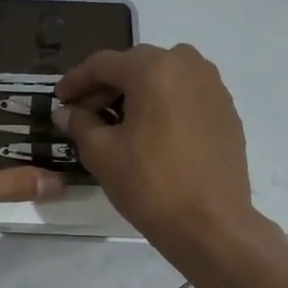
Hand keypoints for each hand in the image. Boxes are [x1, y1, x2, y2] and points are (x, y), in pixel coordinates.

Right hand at [54, 44, 256, 255]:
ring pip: (167, 75)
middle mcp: (188, 66)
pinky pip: (188, 95)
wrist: (210, 223)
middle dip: (108, 85)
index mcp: (154, 69)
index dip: (76, 80)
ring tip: (120, 121)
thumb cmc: (150, 185)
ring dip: (139, 90)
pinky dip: (165, 103)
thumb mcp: (102, 154)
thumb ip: (80, 124)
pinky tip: (153, 132)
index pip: (104, 63)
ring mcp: (214, 88)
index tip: (59, 99)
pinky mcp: (227, 112)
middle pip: (138, 64)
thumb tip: (67, 112)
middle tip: (86, 112)